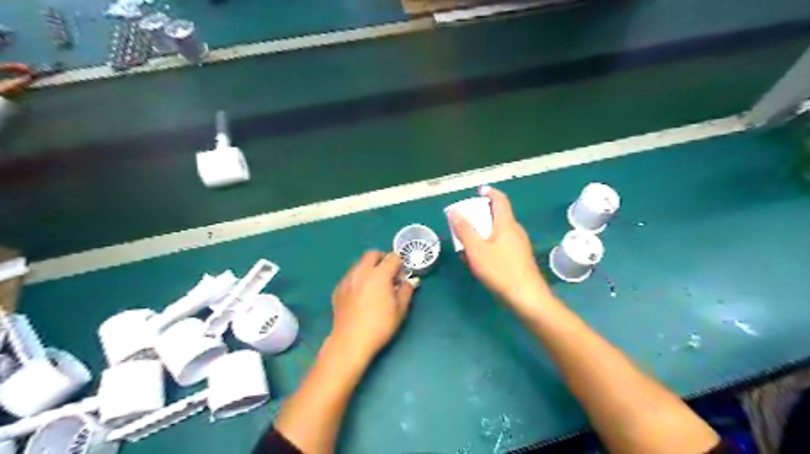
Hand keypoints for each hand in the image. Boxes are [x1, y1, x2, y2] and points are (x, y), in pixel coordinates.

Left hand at [330, 249, 414, 362]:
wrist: (350, 341)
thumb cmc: (379, 326)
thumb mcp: (400, 310)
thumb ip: (406, 291)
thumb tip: (408, 282)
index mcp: (379, 275)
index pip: (393, 257)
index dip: (400, 264)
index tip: (401, 275)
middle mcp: (362, 272)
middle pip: (372, 254)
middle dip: (382, 258)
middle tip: (388, 273)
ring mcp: (348, 279)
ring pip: (359, 263)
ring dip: (369, 267)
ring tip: (374, 283)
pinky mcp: (338, 289)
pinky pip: (350, 276)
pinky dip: (358, 278)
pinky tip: (361, 294)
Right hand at [449, 187, 556, 312]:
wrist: (526, 296)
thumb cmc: (500, 270)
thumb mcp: (477, 250)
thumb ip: (465, 230)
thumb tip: (455, 211)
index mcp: (506, 224)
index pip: (500, 200)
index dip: (489, 192)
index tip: (478, 192)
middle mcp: (515, 230)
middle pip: (498, 215)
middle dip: (481, 215)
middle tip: (466, 221)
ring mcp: (519, 244)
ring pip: (499, 231)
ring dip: (484, 232)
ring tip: (468, 243)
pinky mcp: (519, 257)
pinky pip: (502, 243)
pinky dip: (489, 244)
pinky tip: (480, 259)